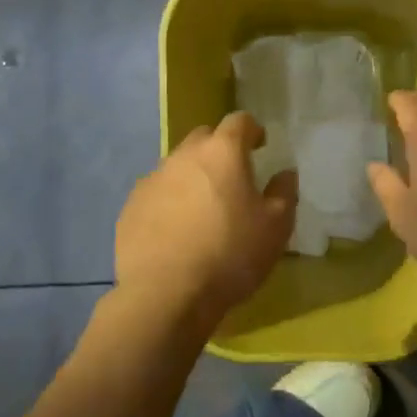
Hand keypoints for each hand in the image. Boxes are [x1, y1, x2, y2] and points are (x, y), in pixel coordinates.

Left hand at [114, 112, 296, 324]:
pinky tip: (175, 232)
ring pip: (177, 165)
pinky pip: (156, 193)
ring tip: (202, 209)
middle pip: (204, 137)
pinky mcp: (131, 205)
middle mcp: (184, 155)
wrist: (165, 295)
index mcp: (222, 152)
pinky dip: (169, 202)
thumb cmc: (229, 255)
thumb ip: (284, 193)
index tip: (259, 146)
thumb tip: (285, 173)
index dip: (252, 130)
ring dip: (192, 177)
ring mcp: (153, 179)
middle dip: (219, 150)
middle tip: (232, 178)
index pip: (239, 121)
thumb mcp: (276, 228)